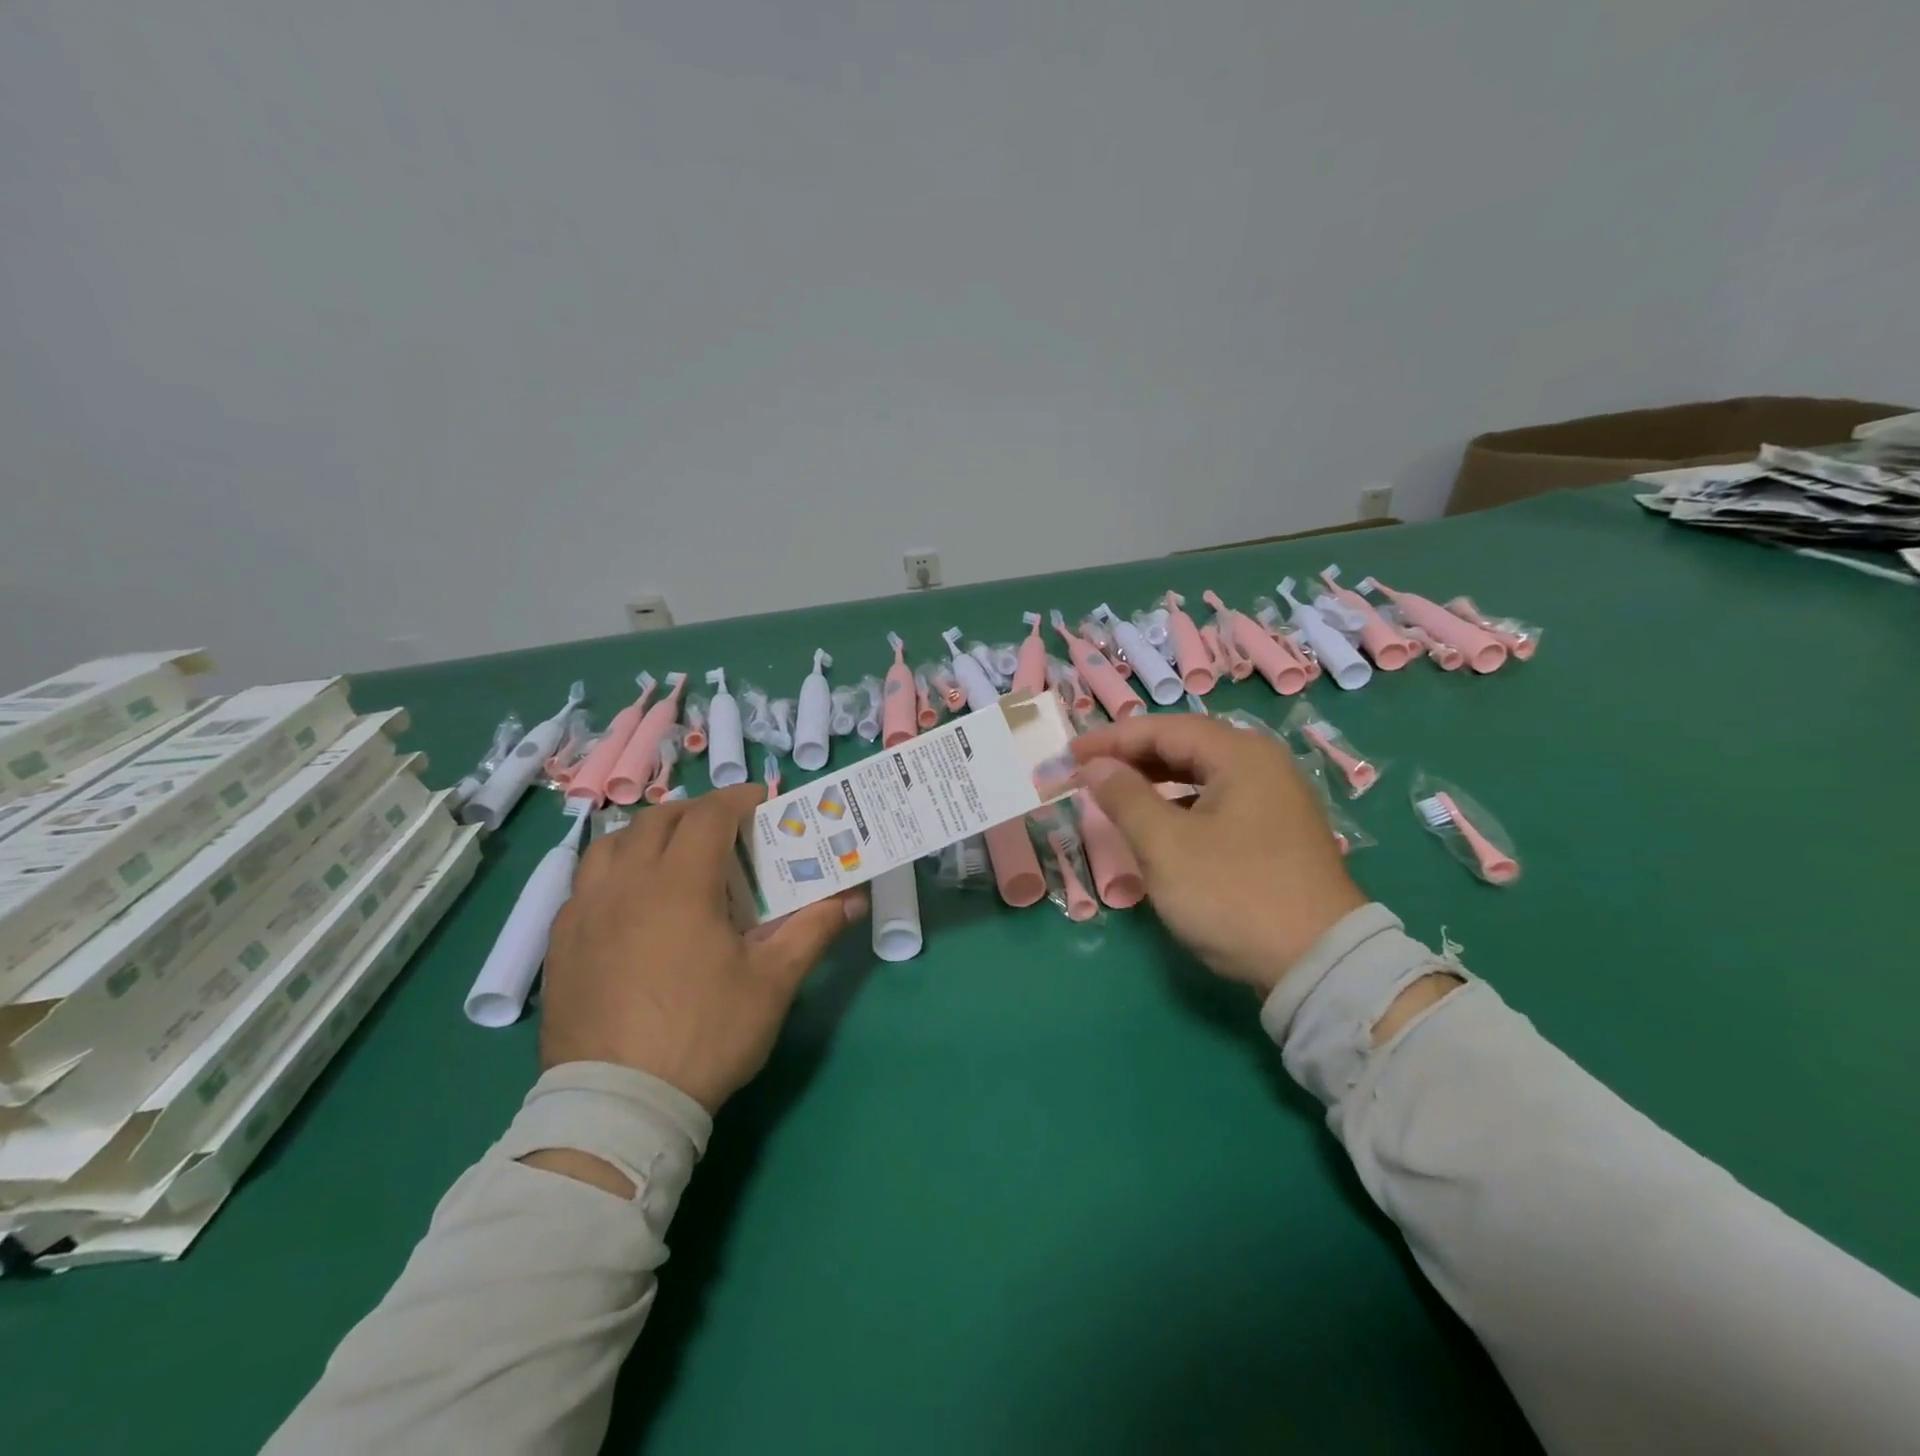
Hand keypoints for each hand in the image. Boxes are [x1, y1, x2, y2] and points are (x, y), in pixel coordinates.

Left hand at [542, 785, 865, 1112]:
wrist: (621, 1105)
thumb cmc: (706, 1033)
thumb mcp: (773, 982)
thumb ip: (813, 930)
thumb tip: (852, 899)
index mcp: (679, 884)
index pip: (708, 815)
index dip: (738, 798)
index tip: (761, 801)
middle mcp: (625, 884)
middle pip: (657, 820)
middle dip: (695, 812)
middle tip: (724, 830)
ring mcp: (584, 913)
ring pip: (610, 845)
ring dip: (646, 835)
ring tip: (671, 856)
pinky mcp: (560, 944)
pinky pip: (584, 884)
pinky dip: (613, 872)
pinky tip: (629, 903)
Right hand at [1070, 715, 1365, 994]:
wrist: (1318, 964)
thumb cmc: (1233, 894)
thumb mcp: (1166, 846)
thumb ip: (1125, 797)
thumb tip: (1096, 766)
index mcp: (1240, 755)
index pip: (1164, 729)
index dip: (1112, 738)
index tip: (1071, 753)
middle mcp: (1263, 766)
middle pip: (1186, 746)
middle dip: (1133, 756)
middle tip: (1088, 770)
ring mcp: (1275, 800)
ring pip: (1202, 775)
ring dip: (1156, 780)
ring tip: (1116, 793)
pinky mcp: (1277, 833)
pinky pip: (1218, 801)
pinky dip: (1181, 804)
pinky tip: (1160, 824)